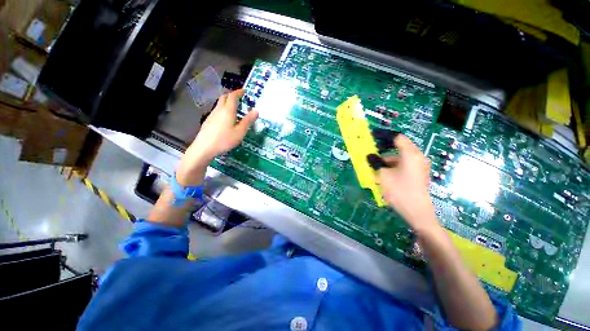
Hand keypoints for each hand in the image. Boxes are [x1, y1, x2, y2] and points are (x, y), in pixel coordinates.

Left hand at [177, 89, 257, 182]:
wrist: (204, 147)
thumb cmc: (225, 139)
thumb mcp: (240, 132)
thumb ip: (248, 121)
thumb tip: (256, 110)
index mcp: (228, 110)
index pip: (233, 96)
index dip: (239, 92)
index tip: (244, 91)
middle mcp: (219, 110)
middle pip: (224, 97)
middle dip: (232, 95)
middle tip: (239, 97)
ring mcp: (212, 115)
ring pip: (220, 103)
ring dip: (227, 102)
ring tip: (234, 107)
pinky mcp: (208, 120)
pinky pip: (217, 110)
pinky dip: (223, 109)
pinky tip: (226, 118)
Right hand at [374, 135, 438, 233]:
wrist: (418, 213)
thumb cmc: (400, 191)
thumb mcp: (383, 176)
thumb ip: (375, 163)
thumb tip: (370, 156)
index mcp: (411, 154)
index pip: (397, 138)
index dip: (384, 137)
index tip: (372, 138)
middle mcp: (417, 157)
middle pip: (398, 149)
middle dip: (382, 154)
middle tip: (370, 158)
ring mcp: (419, 167)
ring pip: (399, 159)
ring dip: (386, 163)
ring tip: (375, 172)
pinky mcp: (418, 175)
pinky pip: (403, 167)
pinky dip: (392, 169)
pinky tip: (383, 178)